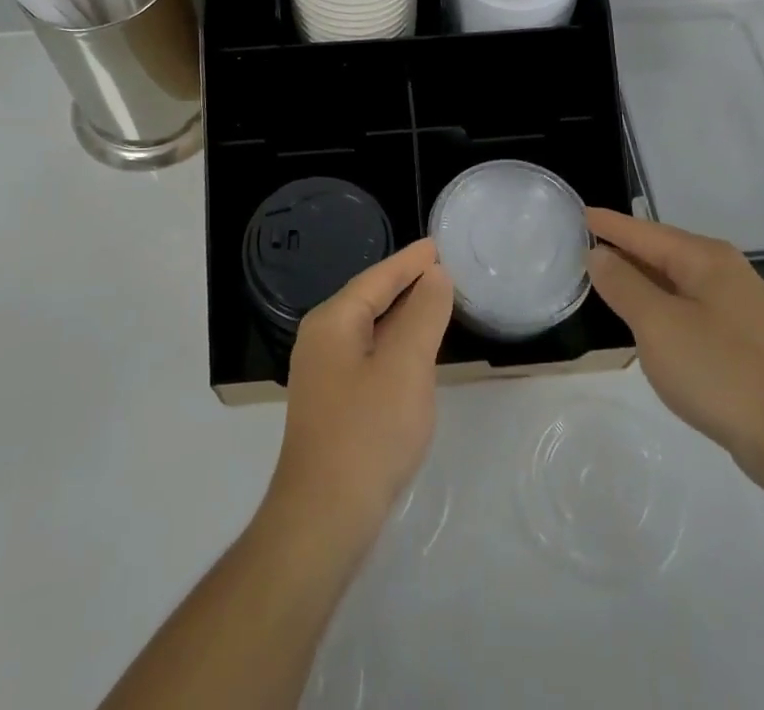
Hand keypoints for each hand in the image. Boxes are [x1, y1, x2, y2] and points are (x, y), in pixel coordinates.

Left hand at [265, 237, 453, 548]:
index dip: (409, 261)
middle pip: (369, 299)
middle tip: (441, 269)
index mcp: (333, 322)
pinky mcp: (332, 404)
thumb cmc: (368, 432)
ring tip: (434, 302)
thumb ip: (423, 315)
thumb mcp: (406, 366)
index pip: (377, 278)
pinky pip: (368, 356)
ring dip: (401, 315)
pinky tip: (414, 355)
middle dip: (404, 284)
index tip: (436, 245)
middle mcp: (321, 340)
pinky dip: (394, 345)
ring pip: (369, 329)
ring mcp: (323, 374)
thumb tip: (435, 276)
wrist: (324, 519)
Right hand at [586, 209, 763, 486]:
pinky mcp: (742, 338)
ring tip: (605, 279)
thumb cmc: (720, 372)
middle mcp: (725, 271)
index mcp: (706, 258)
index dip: (610, 225)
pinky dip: (660, 305)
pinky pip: (688, 306)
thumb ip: (624, 285)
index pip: (645, 232)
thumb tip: (599, 255)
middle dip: (625, 249)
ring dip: (641, 279)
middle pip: (662, 251)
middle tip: (584, 247)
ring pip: (675, 281)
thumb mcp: (658, 325)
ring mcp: (738, 306)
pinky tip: (645, 320)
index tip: (579, 213)